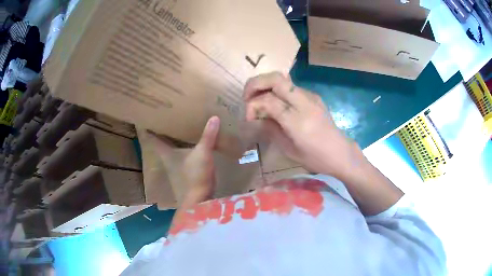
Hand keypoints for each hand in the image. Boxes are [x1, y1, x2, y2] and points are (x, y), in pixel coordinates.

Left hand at [149, 116, 219, 202]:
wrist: (200, 200)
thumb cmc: (195, 176)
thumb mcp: (203, 153)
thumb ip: (208, 136)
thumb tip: (214, 117)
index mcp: (166, 152)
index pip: (152, 138)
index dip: (148, 127)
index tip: (146, 116)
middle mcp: (167, 158)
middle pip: (160, 141)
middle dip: (161, 129)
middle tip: (164, 114)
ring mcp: (175, 165)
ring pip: (170, 147)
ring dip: (172, 137)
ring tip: (177, 123)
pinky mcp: (184, 170)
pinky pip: (180, 153)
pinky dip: (182, 145)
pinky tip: (190, 140)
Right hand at [244, 72, 360, 179]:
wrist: (340, 153)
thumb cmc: (316, 158)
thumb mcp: (289, 149)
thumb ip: (270, 129)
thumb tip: (256, 117)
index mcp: (298, 121)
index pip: (268, 100)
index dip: (252, 106)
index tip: (249, 118)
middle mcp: (305, 103)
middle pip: (275, 79)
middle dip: (255, 84)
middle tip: (247, 97)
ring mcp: (311, 97)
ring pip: (282, 79)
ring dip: (265, 85)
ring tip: (258, 99)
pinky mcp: (313, 96)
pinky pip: (290, 86)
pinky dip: (277, 90)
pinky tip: (275, 103)